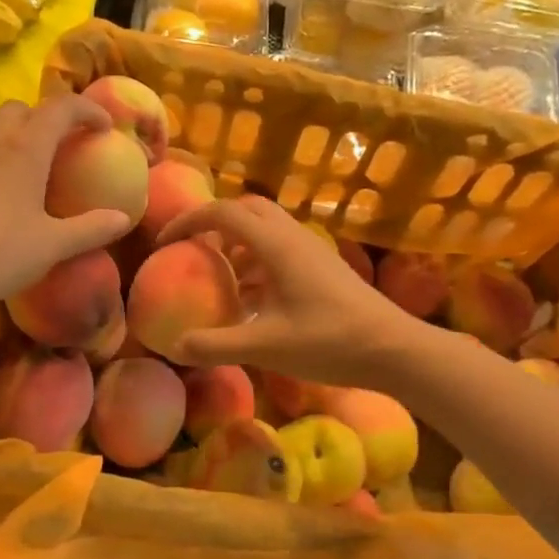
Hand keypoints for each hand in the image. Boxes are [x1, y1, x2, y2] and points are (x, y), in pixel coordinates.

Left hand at [0, 95, 131, 317]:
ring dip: (13, 131)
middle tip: (62, 146)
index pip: (61, 108)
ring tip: (24, 161)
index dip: (87, 110)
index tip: (104, 127)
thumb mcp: (53, 246)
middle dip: (46, 118)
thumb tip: (124, 219)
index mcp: (25, 148)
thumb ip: (92, 229)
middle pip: (22, 108)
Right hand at [157, 194, 422, 389]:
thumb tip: (174, 346)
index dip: (188, 221)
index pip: (223, 213)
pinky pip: (281, 249)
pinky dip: (257, 261)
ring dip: (237, 243)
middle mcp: (293, 237)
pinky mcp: (323, 266)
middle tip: (193, 250)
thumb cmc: (329, 342)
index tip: (164, 243)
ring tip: (219, 276)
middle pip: (246, 209)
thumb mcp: (266, 347)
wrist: (394, 349)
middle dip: (214, 223)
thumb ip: (216, 345)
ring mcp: (311, 250)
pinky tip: (252, 299)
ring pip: (266, 228)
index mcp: (276, 245)